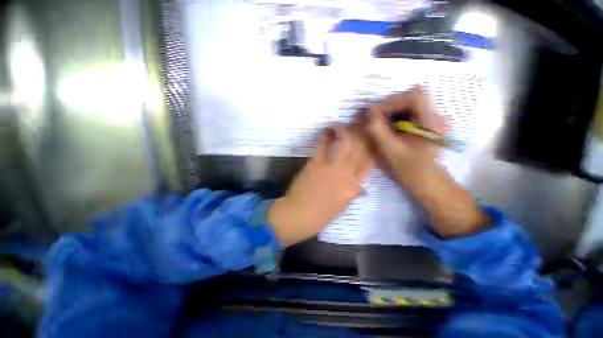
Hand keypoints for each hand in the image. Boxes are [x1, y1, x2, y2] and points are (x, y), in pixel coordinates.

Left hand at [268, 125, 371, 246]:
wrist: (301, 214)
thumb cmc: (321, 214)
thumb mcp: (341, 206)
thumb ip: (352, 194)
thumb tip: (363, 189)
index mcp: (353, 187)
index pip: (368, 165)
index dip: (370, 151)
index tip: (368, 141)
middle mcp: (346, 175)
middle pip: (359, 150)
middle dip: (360, 136)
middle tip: (356, 127)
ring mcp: (331, 168)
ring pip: (344, 144)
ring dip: (343, 132)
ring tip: (339, 126)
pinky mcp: (315, 164)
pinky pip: (322, 147)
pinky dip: (324, 137)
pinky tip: (325, 132)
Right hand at [366, 86, 444, 187]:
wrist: (426, 180)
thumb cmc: (410, 169)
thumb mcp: (391, 150)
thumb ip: (378, 130)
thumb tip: (368, 112)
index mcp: (430, 121)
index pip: (414, 96)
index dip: (393, 101)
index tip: (376, 113)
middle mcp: (433, 115)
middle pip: (409, 97)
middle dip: (388, 106)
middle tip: (373, 119)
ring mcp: (429, 119)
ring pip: (407, 104)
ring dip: (389, 111)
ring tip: (377, 123)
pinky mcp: (423, 124)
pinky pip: (406, 113)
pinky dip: (393, 117)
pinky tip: (386, 128)